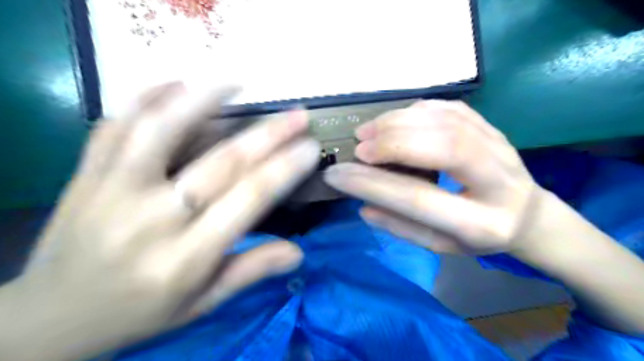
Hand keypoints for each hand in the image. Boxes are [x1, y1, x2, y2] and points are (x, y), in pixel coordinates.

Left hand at [8, 82, 320, 360]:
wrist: (53, 316)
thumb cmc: (140, 312)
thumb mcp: (202, 302)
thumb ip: (249, 272)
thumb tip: (298, 253)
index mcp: (185, 258)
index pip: (247, 201)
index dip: (284, 170)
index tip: (309, 147)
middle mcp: (151, 220)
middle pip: (220, 164)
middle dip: (267, 135)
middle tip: (297, 115)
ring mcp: (111, 192)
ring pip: (160, 131)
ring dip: (203, 100)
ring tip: (236, 82)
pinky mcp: (86, 175)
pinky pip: (114, 126)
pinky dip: (145, 98)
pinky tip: (175, 83)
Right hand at [327, 101, 541, 254]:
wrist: (525, 215)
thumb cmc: (477, 236)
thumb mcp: (439, 245)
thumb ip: (401, 227)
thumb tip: (363, 205)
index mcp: (480, 224)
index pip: (418, 198)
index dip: (372, 184)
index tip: (338, 175)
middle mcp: (498, 181)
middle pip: (443, 148)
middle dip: (392, 143)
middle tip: (359, 147)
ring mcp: (501, 148)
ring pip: (447, 122)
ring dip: (399, 122)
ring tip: (367, 131)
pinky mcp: (493, 128)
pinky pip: (451, 108)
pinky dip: (415, 109)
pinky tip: (394, 120)